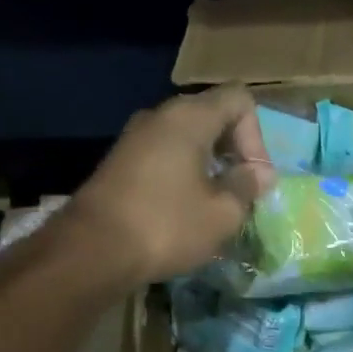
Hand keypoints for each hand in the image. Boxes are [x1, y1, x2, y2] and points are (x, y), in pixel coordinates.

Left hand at [58, 86, 275, 286]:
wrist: (92, 251)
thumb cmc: (167, 226)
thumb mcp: (222, 213)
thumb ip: (247, 186)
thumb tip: (259, 173)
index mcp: (189, 117)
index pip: (239, 100)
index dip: (257, 136)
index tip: (253, 177)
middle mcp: (160, 116)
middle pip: (213, 116)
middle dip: (235, 151)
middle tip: (241, 192)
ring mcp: (135, 138)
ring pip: (188, 138)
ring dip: (210, 166)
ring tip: (216, 205)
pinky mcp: (121, 162)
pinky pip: (166, 156)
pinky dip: (185, 175)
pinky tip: (186, 210)